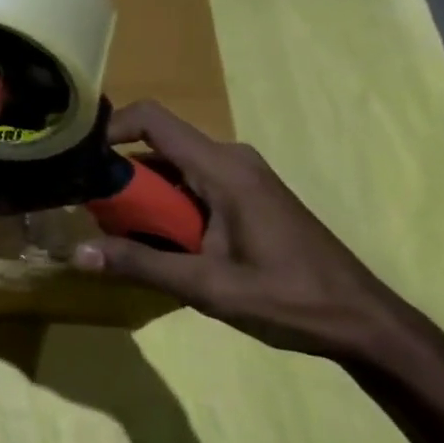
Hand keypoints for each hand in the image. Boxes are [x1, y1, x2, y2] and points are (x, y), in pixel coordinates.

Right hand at [71, 101, 410, 361]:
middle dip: (120, 175)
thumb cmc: (290, 299)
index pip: (151, 119)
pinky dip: (167, 205)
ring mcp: (241, 176)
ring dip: (143, 195)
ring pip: (172, 167)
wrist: (367, 323)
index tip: (79, 158)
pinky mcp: (246, 194)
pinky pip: (191, 184)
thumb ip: (140, 265)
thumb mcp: (208, 287)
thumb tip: (76, 252)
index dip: (109, 127)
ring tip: (118, 233)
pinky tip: (161, 244)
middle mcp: (229, 159)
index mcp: (222, 168)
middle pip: (156, 146)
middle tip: (92, 211)